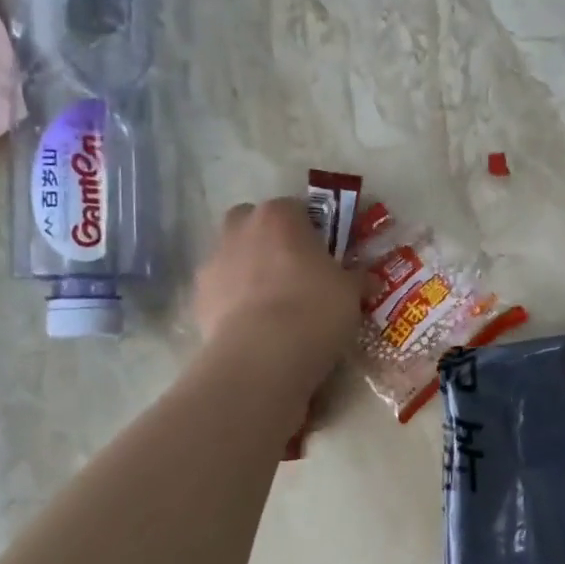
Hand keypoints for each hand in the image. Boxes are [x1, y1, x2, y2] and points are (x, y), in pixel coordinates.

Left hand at [192, 200, 362, 381]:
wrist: (263, 354)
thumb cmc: (315, 308)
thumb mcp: (351, 292)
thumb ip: (355, 278)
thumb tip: (366, 279)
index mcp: (279, 216)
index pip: (296, 209)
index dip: (311, 230)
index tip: (324, 254)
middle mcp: (240, 229)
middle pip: (253, 224)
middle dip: (270, 241)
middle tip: (294, 271)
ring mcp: (213, 262)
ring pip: (234, 257)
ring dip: (250, 272)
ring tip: (274, 306)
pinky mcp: (198, 298)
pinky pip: (222, 292)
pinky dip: (234, 303)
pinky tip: (255, 327)